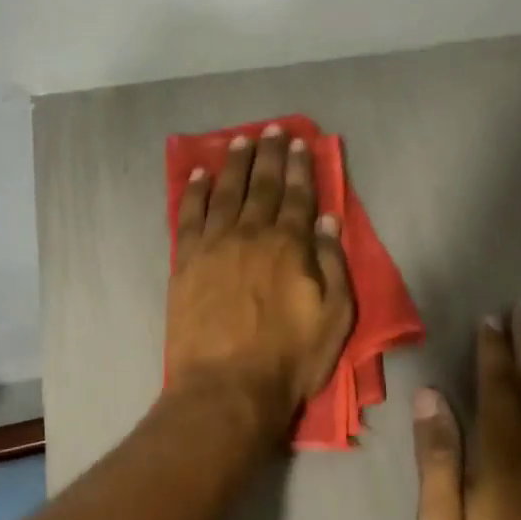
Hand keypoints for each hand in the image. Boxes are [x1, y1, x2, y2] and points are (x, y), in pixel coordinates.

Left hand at [167, 126, 354, 437]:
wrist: (226, 388)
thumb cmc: (289, 360)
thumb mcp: (334, 318)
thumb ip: (332, 265)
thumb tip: (327, 220)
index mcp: (289, 246)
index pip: (298, 197)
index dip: (301, 168)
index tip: (300, 143)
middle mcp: (251, 235)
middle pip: (262, 186)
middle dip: (269, 156)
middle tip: (271, 130)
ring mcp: (214, 246)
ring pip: (225, 193)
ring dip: (233, 164)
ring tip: (239, 140)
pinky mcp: (186, 263)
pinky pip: (189, 216)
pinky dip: (194, 192)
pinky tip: (198, 174)